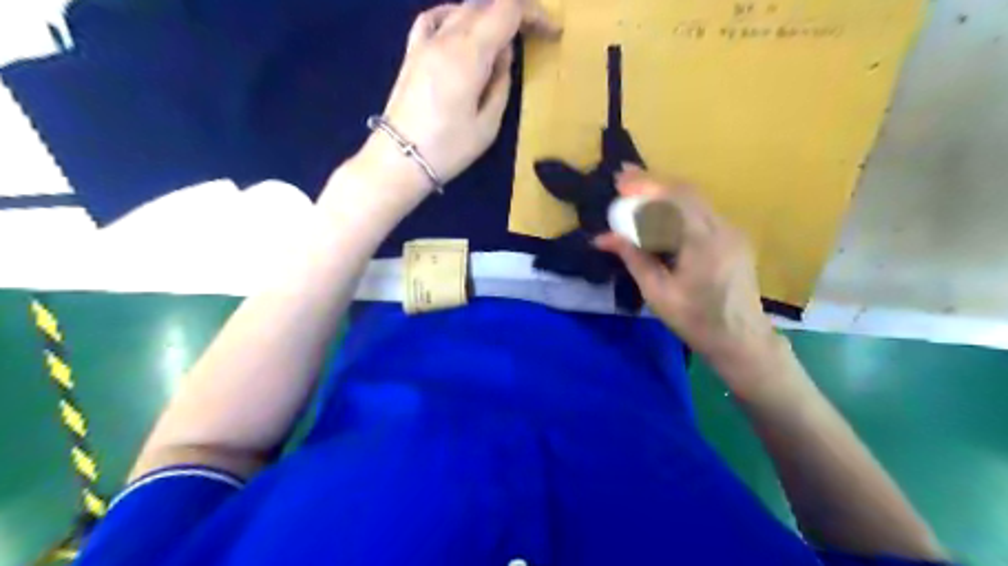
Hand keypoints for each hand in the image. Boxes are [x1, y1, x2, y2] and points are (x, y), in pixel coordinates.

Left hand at [361, 0, 562, 194]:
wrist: (399, 160)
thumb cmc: (448, 149)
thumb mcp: (488, 124)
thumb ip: (501, 83)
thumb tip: (503, 54)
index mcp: (469, 54)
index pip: (507, 11)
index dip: (534, 15)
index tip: (550, 34)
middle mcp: (447, 38)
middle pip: (486, 3)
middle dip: (514, 13)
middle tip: (532, 35)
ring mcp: (425, 42)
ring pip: (462, 8)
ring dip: (488, 15)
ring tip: (502, 38)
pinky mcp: (411, 53)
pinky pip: (433, 18)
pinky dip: (453, 15)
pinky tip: (461, 27)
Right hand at [592, 167, 783, 395]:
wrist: (742, 340)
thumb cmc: (697, 322)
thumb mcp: (658, 294)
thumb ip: (633, 258)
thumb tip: (603, 237)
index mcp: (704, 244)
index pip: (674, 199)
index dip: (645, 186)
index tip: (619, 182)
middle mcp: (723, 228)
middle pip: (686, 191)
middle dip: (652, 183)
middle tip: (623, 181)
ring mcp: (732, 231)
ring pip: (695, 198)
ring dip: (664, 193)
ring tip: (636, 193)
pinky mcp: (733, 237)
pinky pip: (701, 211)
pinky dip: (676, 206)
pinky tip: (659, 213)